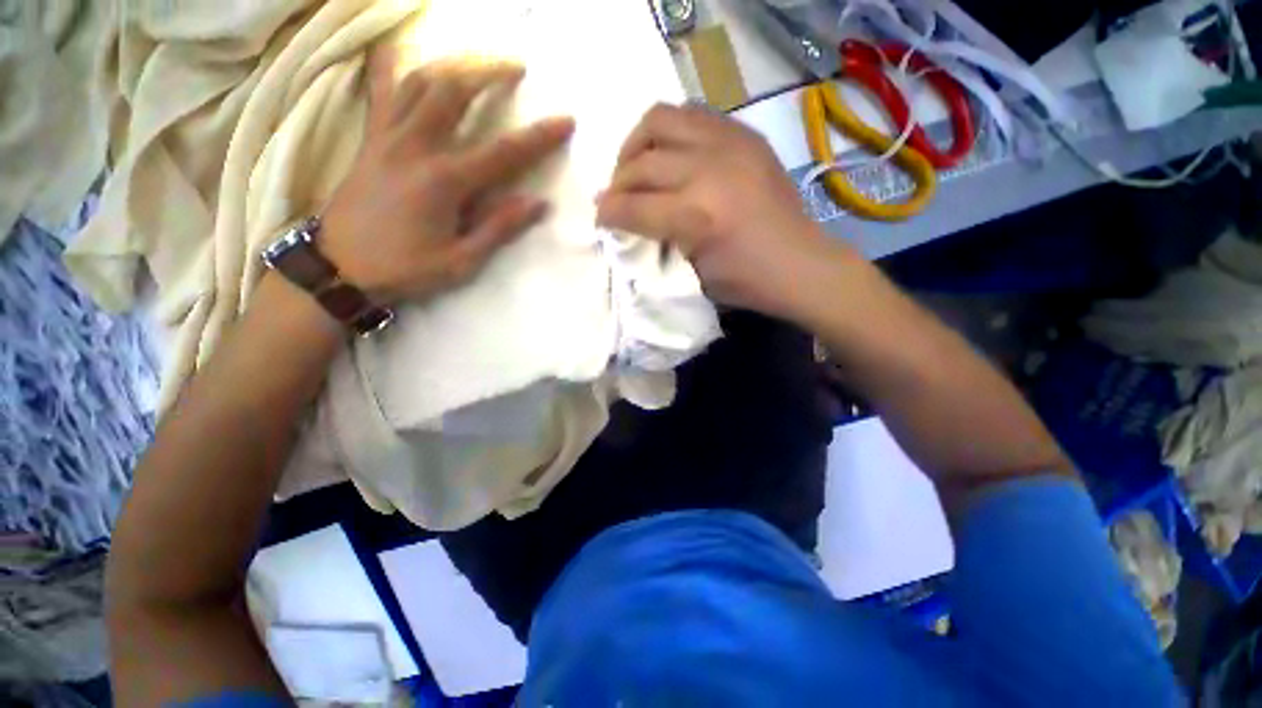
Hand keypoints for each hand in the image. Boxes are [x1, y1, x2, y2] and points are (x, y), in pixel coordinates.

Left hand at [321, 50, 575, 304]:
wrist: (340, 267)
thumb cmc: (405, 268)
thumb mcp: (461, 261)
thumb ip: (499, 228)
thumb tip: (538, 203)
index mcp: (444, 182)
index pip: (503, 152)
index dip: (539, 136)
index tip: (566, 120)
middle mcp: (416, 147)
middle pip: (454, 90)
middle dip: (489, 71)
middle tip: (516, 68)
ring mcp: (388, 137)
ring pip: (418, 80)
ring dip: (451, 63)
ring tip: (475, 62)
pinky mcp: (370, 139)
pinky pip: (382, 91)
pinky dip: (393, 65)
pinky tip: (403, 51)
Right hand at [596, 104, 859, 321]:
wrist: (801, 265)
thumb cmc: (746, 282)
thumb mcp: (693, 275)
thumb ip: (656, 242)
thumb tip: (625, 221)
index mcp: (695, 217)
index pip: (631, 206)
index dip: (607, 213)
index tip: (601, 218)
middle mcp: (707, 171)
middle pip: (640, 163)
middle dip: (617, 182)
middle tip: (617, 198)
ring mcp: (729, 145)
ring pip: (660, 120)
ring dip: (638, 144)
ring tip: (638, 167)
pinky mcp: (745, 135)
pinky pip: (692, 116)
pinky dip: (671, 133)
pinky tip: (671, 156)